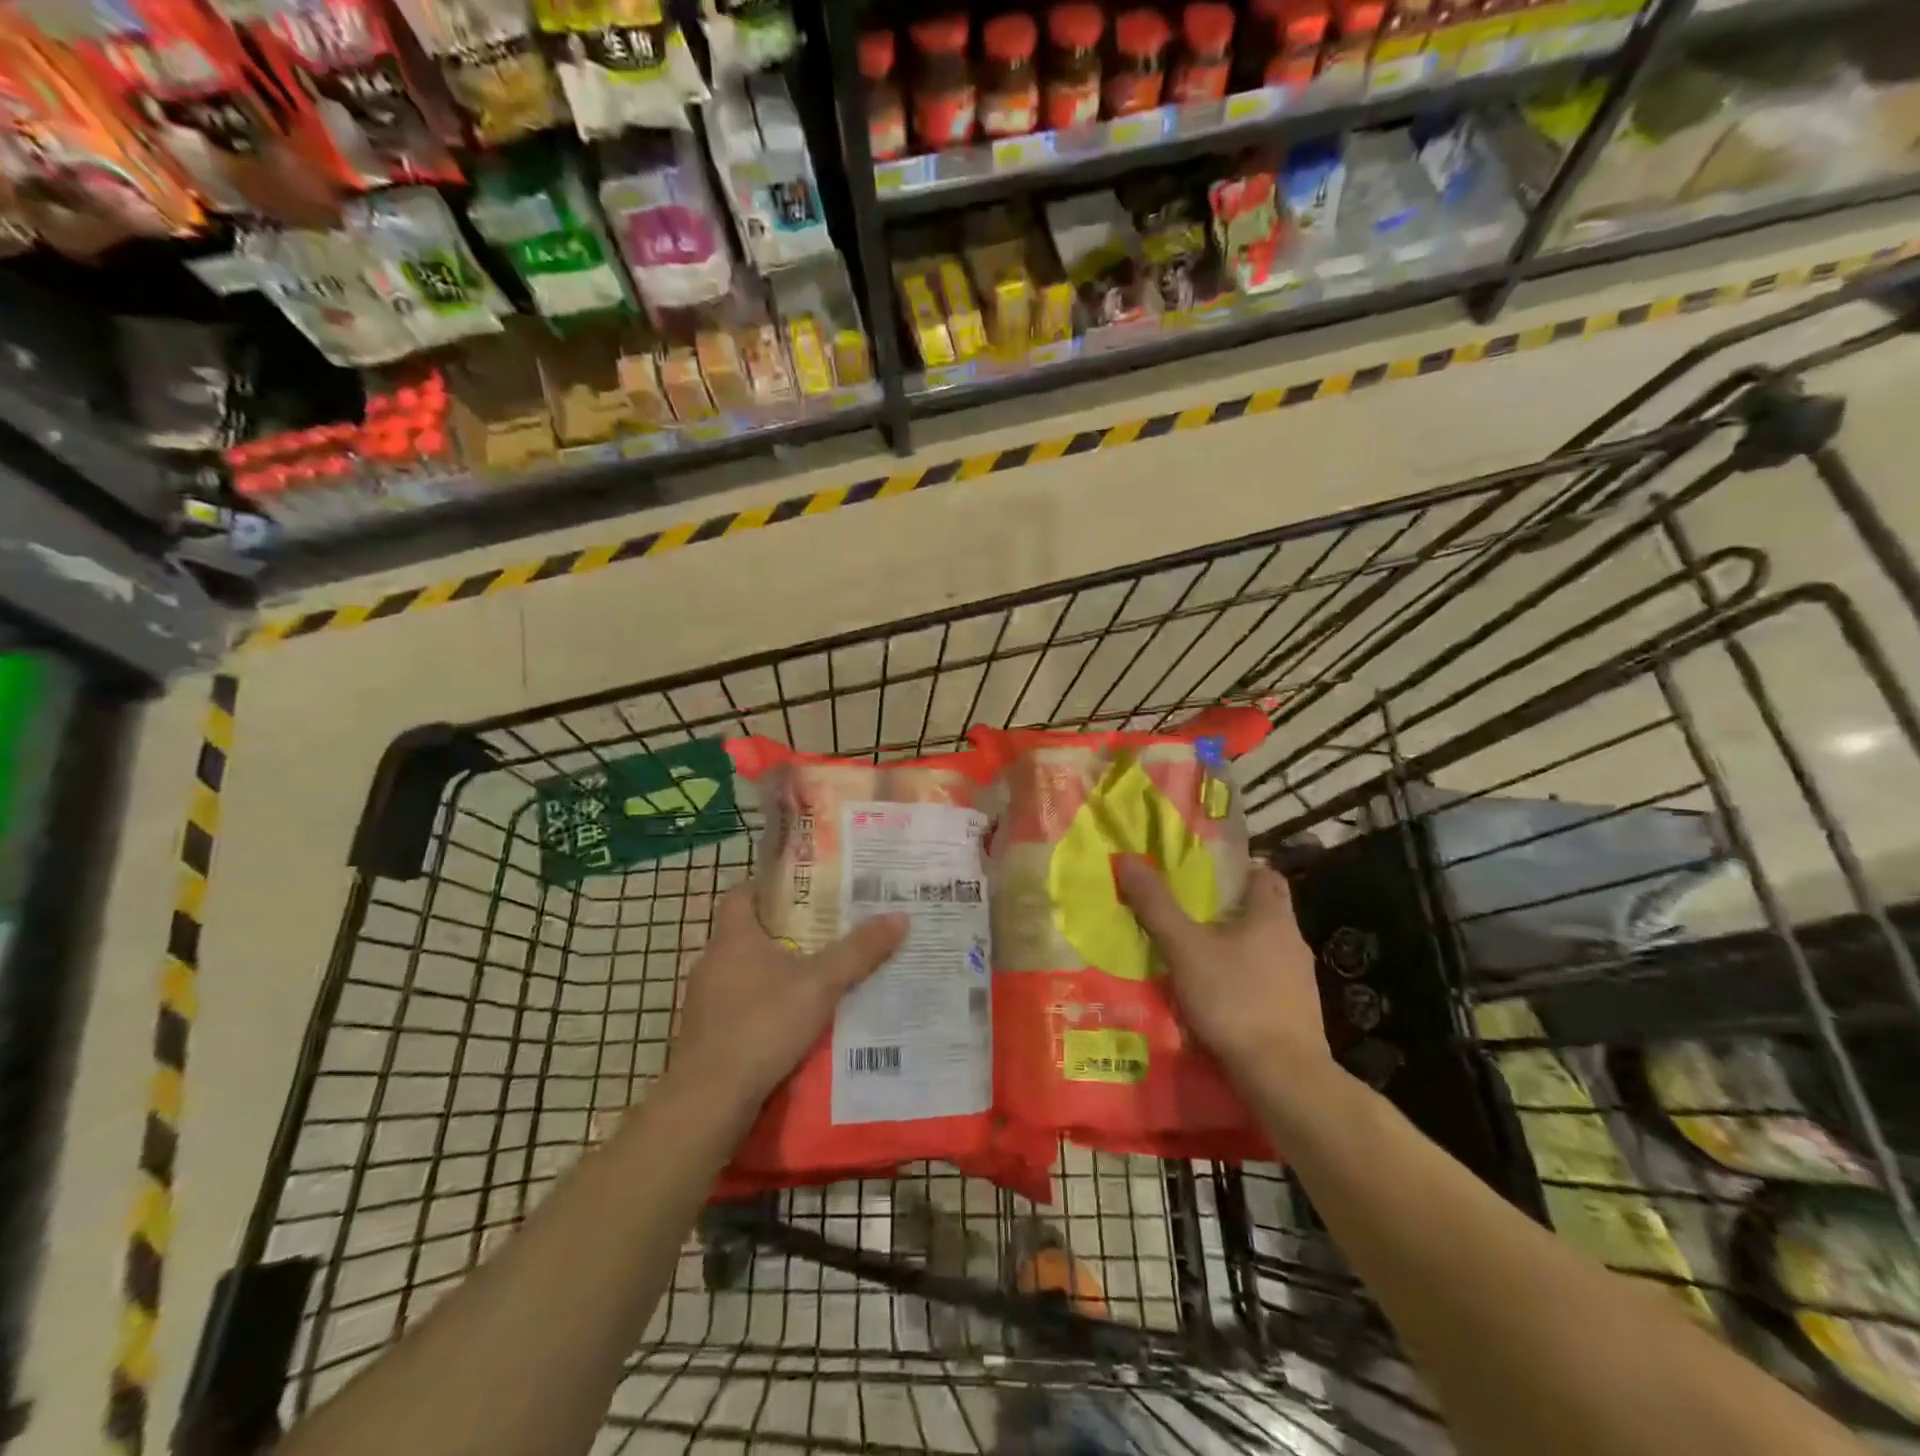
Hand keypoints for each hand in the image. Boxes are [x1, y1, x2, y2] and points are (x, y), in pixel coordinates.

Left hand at [671, 883, 908, 1112]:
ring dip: (775, 974)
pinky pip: (740, 1009)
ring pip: (744, 974)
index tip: (803, 890)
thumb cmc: (761, 1025)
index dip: (769, 887)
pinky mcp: (707, 1037)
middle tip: (825, 931)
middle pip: (747, 934)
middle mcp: (712, 962)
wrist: (709, 1101)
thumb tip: (900, 916)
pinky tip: (793, 1024)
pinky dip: (764, 1009)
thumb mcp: (821, 984)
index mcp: (733, 937)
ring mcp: (705, 1002)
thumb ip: (859, 951)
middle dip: (784, 932)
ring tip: (817, 978)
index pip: (741, 893)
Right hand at [1116, 856, 1329, 1085]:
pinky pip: (1263, 981)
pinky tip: (1214, 996)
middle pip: (1260, 910)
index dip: (1235, 869)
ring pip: (1261, 948)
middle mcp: (1292, 940)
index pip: (1262, 873)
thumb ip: (1156, 905)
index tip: (1202, 876)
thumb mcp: (1184, 948)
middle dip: (1226, 910)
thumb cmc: (1235, 999)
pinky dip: (1240, 980)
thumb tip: (1127, 858)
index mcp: (1272, 915)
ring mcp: (1298, 979)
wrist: (1283, 1077)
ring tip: (1193, 955)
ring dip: (1232, 948)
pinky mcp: (1296, 1012)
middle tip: (1186, 913)